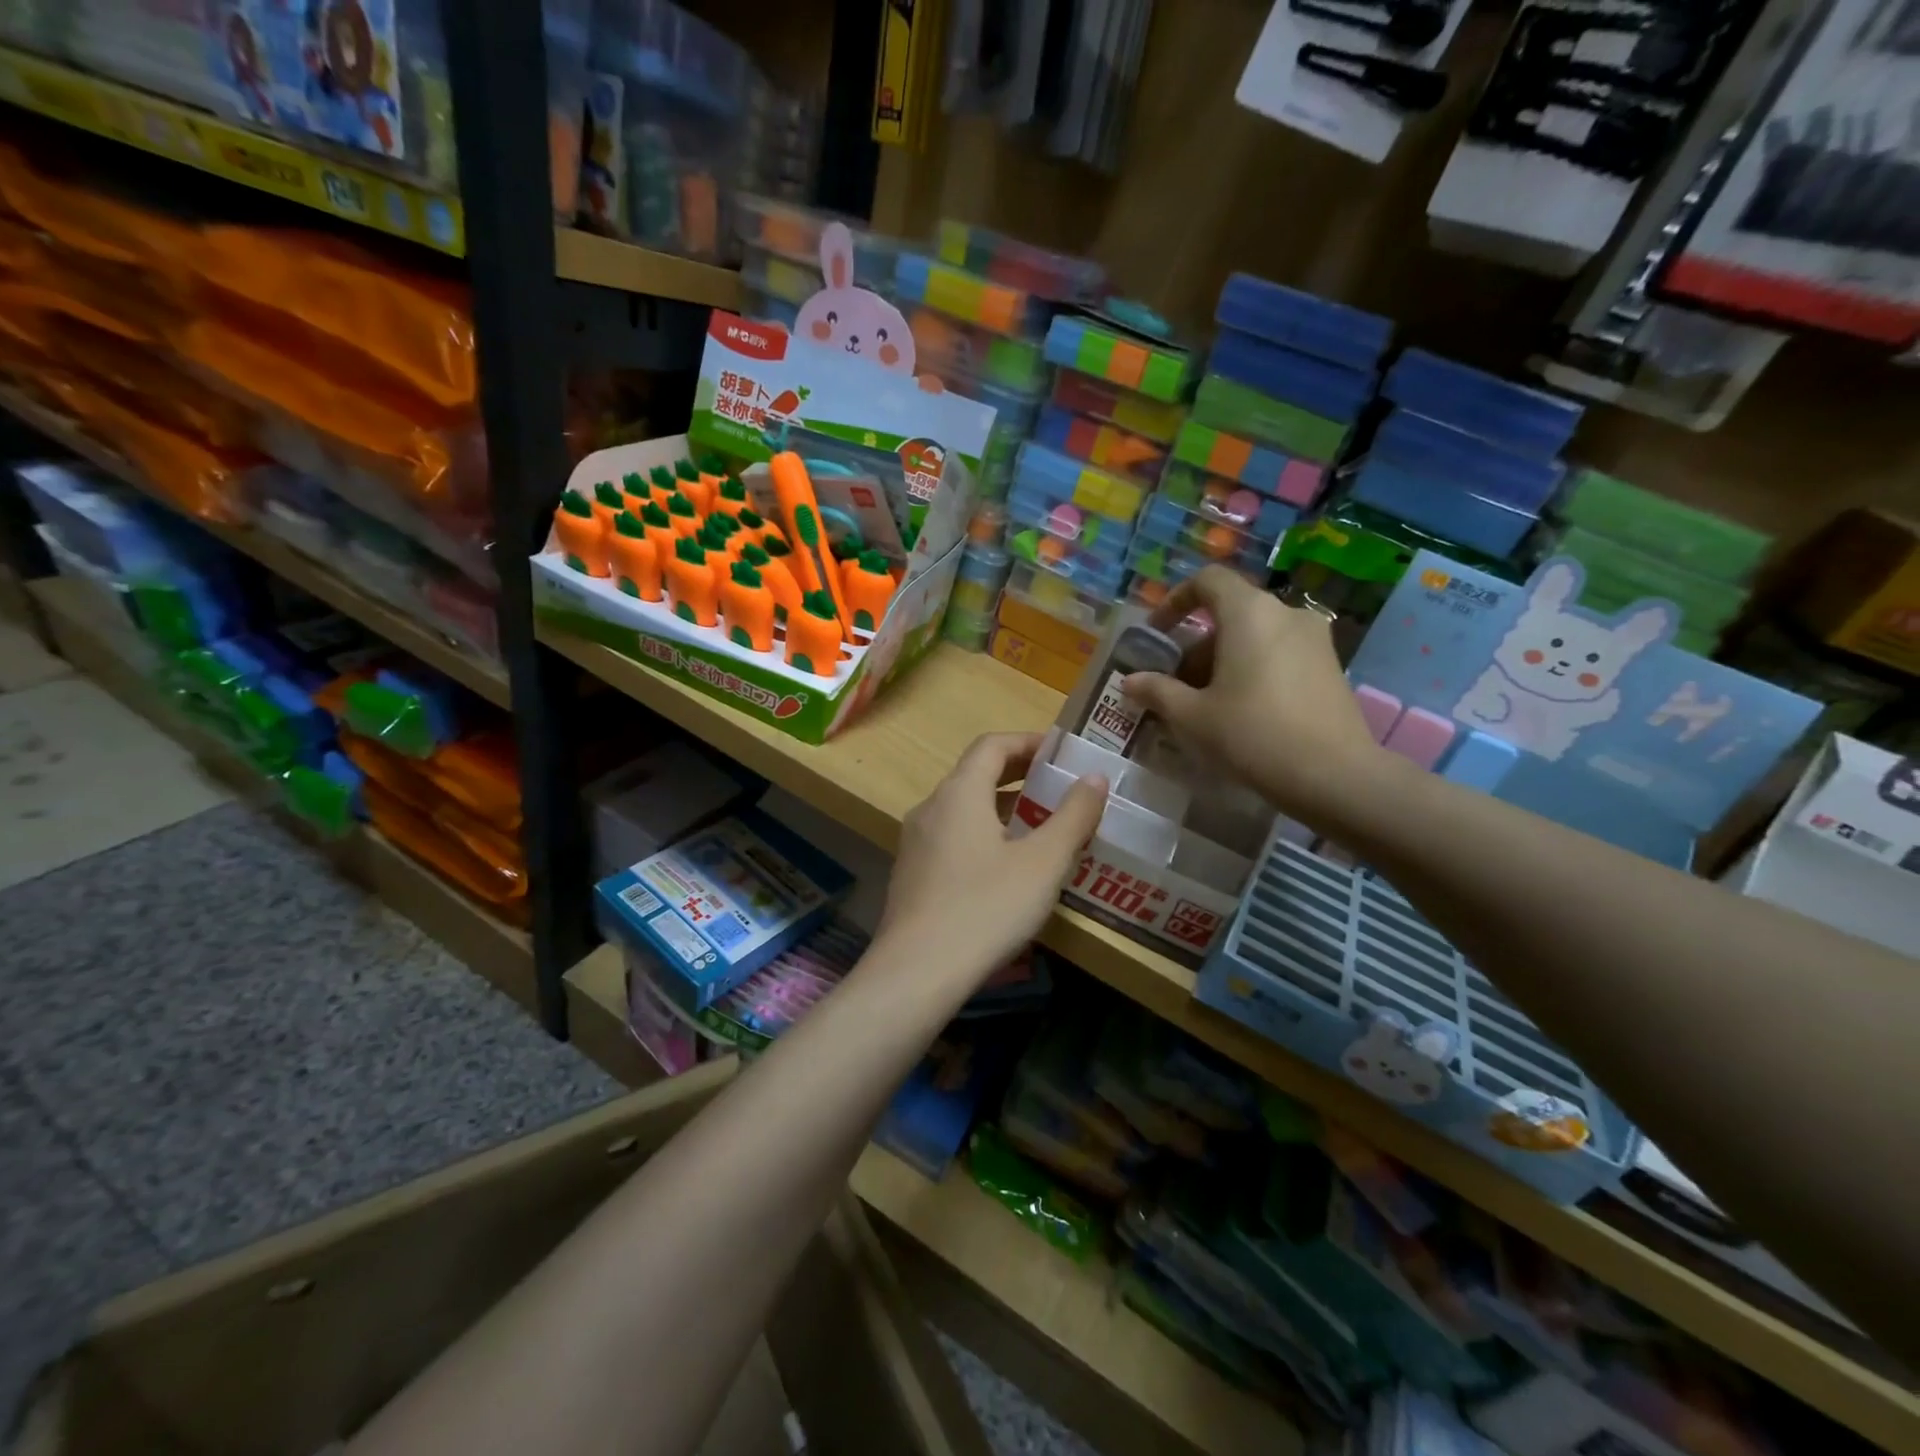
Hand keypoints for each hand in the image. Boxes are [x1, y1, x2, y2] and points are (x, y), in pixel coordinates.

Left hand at [877, 732, 1106, 984]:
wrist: (916, 973)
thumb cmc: (986, 908)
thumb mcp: (1043, 863)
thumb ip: (1073, 816)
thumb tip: (1094, 777)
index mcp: (959, 793)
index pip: (992, 745)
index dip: (1028, 741)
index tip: (1061, 752)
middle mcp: (930, 808)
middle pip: (975, 774)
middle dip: (1018, 773)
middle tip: (1057, 785)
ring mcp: (915, 842)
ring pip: (962, 808)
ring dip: (1001, 806)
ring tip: (1039, 825)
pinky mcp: (911, 874)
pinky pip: (951, 837)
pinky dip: (982, 834)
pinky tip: (1005, 867)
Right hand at [1121, 566, 1379, 819]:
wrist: (1334, 776)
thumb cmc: (1252, 734)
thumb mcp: (1192, 716)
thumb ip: (1157, 691)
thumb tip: (1130, 681)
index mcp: (1249, 612)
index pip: (1208, 580)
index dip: (1175, 600)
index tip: (1157, 634)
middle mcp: (1285, 613)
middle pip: (1230, 613)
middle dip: (1195, 645)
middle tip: (1174, 684)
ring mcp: (1314, 639)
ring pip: (1255, 636)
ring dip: (1222, 661)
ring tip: (1203, 705)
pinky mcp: (1330, 666)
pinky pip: (1278, 654)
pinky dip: (1252, 670)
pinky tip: (1240, 712)